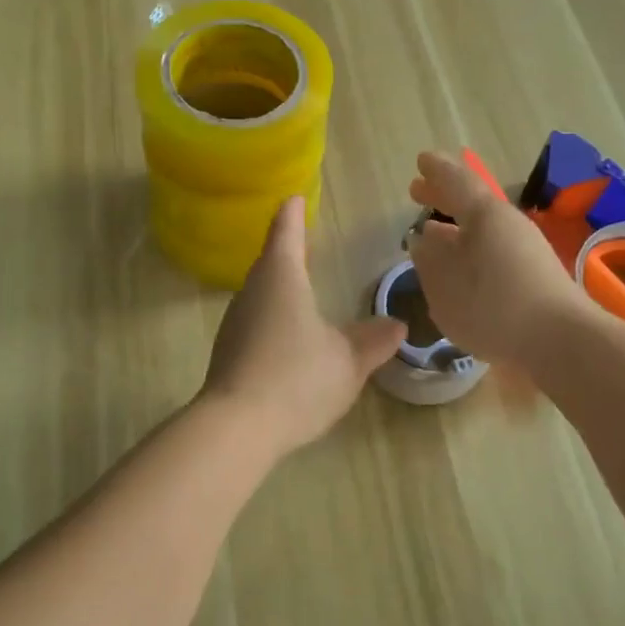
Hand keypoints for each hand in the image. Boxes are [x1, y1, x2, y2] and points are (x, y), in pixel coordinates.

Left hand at [201, 197, 407, 456]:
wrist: (236, 428)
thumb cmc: (297, 378)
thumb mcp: (348, 361)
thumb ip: (373, 341)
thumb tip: (396, 324)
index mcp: (281, 278)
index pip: (286, 233)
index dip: (292, 214)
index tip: (294, 197)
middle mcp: (252, 292)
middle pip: (269, 261)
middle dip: (286, 248)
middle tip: (302, 238)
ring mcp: (235, 323)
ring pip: (260, 293)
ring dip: (279, 285)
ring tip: (299, 285)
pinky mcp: (228, 353)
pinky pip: (255, 322)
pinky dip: (273, 317)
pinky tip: (287, 336)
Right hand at [407, 150, 582, 367]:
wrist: (561, 341)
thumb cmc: (494, 307)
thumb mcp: (445, 286)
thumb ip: (429, 260)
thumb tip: (422, 241)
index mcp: (484, 216)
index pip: (456, 182)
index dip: (436, 172)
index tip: (420, 161)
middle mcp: (507, 224)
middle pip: (472, 202)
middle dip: (443, 196)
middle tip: (417, 190)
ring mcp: (525, 249)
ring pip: (482, 228)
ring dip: (456, 226)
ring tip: (432, 231)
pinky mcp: (533, 275)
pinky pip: (493, 248)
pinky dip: (471, 248)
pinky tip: (461, 266)